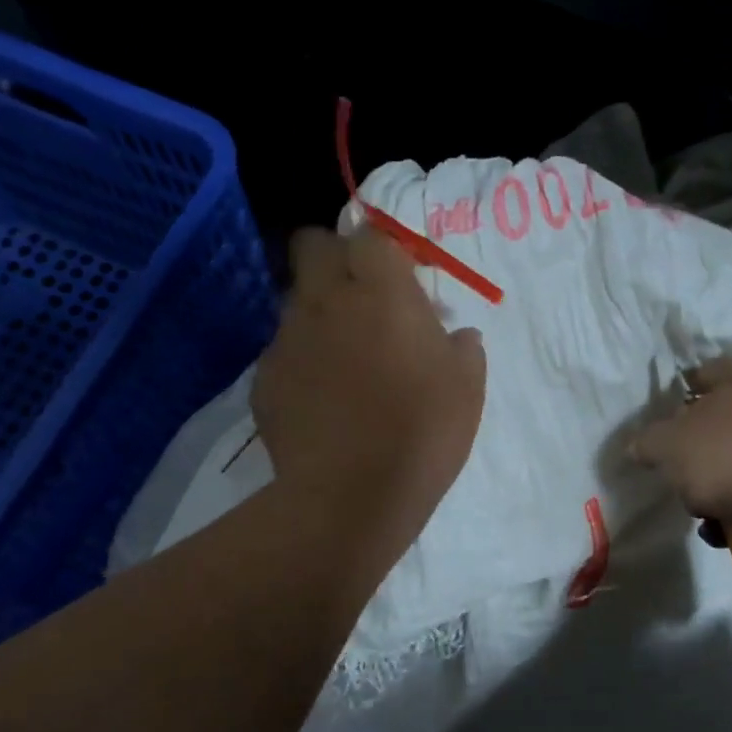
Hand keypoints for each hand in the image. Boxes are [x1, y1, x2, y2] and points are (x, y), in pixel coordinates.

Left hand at [254, 227, 486, 561]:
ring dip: (318, 313)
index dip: (383, 252)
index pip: (370, 236)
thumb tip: (455, 335)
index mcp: (383, 293)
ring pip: (295, 300)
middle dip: (334, 258)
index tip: (399, 281)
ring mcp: (289, 338)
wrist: (352, 496)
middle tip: (361, 299)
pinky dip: (302, 363)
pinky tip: (321, 401)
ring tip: (342, 360)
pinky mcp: (263, 378)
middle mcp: (328, 301)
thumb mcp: (468, 388)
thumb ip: (462, 348)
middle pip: (313, 246)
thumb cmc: (423, 433)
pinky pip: (283, 352)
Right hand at [631, 358, 731, 522]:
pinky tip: (717, 528)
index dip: (694, 379)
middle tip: (674, 462)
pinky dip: (730, 510)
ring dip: (711, 484)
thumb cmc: (721, 456)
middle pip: (722, 421)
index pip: (713, 370)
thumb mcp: (667, 445)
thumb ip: (648, 443)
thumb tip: (638, 446)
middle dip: (696, 445)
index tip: (677, 394)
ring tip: (695, 506)